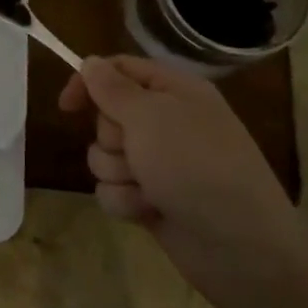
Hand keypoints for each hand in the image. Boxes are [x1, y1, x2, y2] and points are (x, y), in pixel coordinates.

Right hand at [59, 55, 307, 307]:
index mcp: (174, 91)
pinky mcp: (150, 198)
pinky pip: (112, 189)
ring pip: (104, 156)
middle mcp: (166, 122)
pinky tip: (149, 211)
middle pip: (106, 116)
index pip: (118, 69)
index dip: (89, 82)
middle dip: (110, 138)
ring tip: (147, 188)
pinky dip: (126, 201)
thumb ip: (113, 88)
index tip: (67, 106)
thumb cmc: (196, 166)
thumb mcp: (150, 116)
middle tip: (135, 151)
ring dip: (117, 173)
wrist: (240, 246)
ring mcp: (158, 163)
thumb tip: (90, 62)